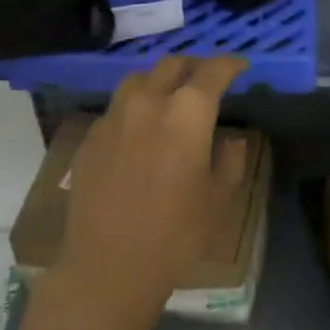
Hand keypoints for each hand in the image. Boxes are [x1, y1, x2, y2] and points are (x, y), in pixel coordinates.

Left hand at [53, 55, 249, 328]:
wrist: (109, 265)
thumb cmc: (176, 234)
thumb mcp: (218, 199)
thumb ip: (230, 160)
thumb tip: (230, 140)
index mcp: (187, 113)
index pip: (212, 72)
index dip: (229, 65)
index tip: (239, 67)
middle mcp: (147, 103)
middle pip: (171, 66)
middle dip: (192, 66)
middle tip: (205, 79)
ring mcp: (112, 118)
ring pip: (137, 81)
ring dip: (158, 81)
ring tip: (169, 97)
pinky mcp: (90, 137)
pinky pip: (115, 108)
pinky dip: (133, 107)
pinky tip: (139, 130)